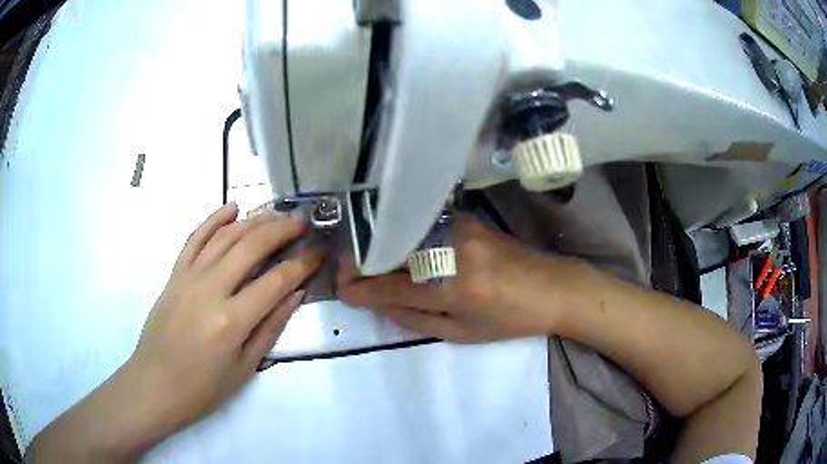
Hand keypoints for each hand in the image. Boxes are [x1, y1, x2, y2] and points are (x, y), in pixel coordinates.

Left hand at [28, 203, 324, 460]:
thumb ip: (271, 327)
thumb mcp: (246, 367)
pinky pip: (195, 238)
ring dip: (254, 220)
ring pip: (225, 236)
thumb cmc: (203, 387)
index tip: (319, 251)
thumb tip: (295, 294)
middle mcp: (211, 290)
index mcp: (232, 320)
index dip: (302, 263)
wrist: (155, 384)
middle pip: (251, 246)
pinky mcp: (174, 274)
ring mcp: (189, 277)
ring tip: (276, 213)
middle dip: (281, 230)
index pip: (276, 280)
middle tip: (302, 223)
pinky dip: (214, 219)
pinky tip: (231, 207)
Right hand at [337, 216, 566, 341]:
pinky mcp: (466, 219)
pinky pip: (423, 227)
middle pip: (393, 254)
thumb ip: (414, 319)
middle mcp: (454, 254)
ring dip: (378, 248)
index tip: (341, 290)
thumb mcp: (461, 333)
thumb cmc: (509, 320)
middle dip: (362, 262)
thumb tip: (377, 303)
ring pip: (404, 236)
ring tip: (362, 258)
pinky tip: (392, 243)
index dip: (362, 289)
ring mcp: (460, 230)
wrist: (551, 287)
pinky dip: (402, 236)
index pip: (393, 287)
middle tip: (343, 270)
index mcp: (455, 291)